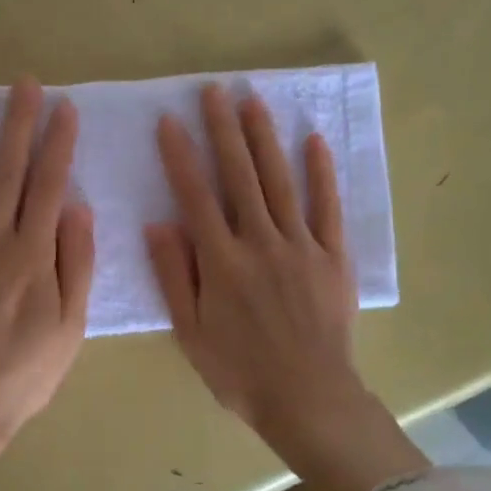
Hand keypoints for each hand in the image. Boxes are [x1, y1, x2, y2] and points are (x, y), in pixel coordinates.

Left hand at [0, 78, 95, 451]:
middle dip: (18, 122)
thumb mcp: (70, 327)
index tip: (64, 106)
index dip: (57, 142)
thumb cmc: (23, 371)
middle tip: (24, 82)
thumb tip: (78, 207)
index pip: (49, 184)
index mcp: (31, 253)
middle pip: (7, 170)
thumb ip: (76, 264)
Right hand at [146, 84, 426, 490]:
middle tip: (214, 91)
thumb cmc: (240, 371)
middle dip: (224, 129)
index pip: (196, 195)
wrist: (309, 399)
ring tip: (253, 101)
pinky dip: (322, 173)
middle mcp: (260, 242)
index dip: (181, 155)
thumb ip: (175, 275)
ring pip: (280, 180)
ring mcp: (300, 245)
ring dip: (265, 138)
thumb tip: (158, 223)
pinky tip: (313, 141)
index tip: (170, 120)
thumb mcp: (191, 332)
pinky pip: (327, 207)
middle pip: (239, 175)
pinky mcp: (332, 256)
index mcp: (222, 261)